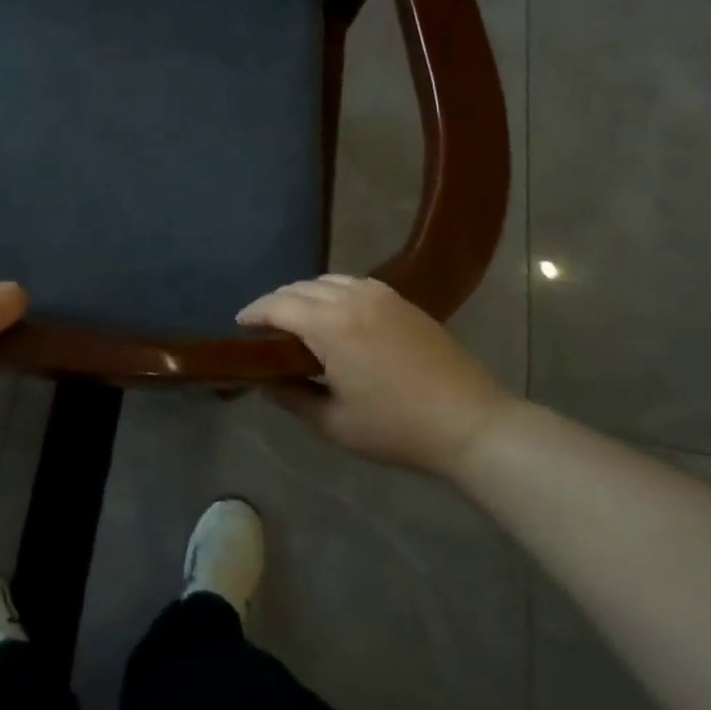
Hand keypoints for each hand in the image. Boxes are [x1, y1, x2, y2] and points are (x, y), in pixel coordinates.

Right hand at [237, 275, 509, 475]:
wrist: (471, 423)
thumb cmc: (397, 428)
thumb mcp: (334, 423)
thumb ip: (291, 396)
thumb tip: (262, 380)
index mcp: (330, 325)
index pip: (277, 306)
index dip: (253, 313)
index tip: (239, 325)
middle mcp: (351, 298)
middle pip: (298, 288)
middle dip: (275, 303)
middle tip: (263, 328)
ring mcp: (380, 295)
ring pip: (326, 281)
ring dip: (303, 295)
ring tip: (295, 319)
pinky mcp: (401, 300)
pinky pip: (352, 283)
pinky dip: (331, 292)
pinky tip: (334, 315)